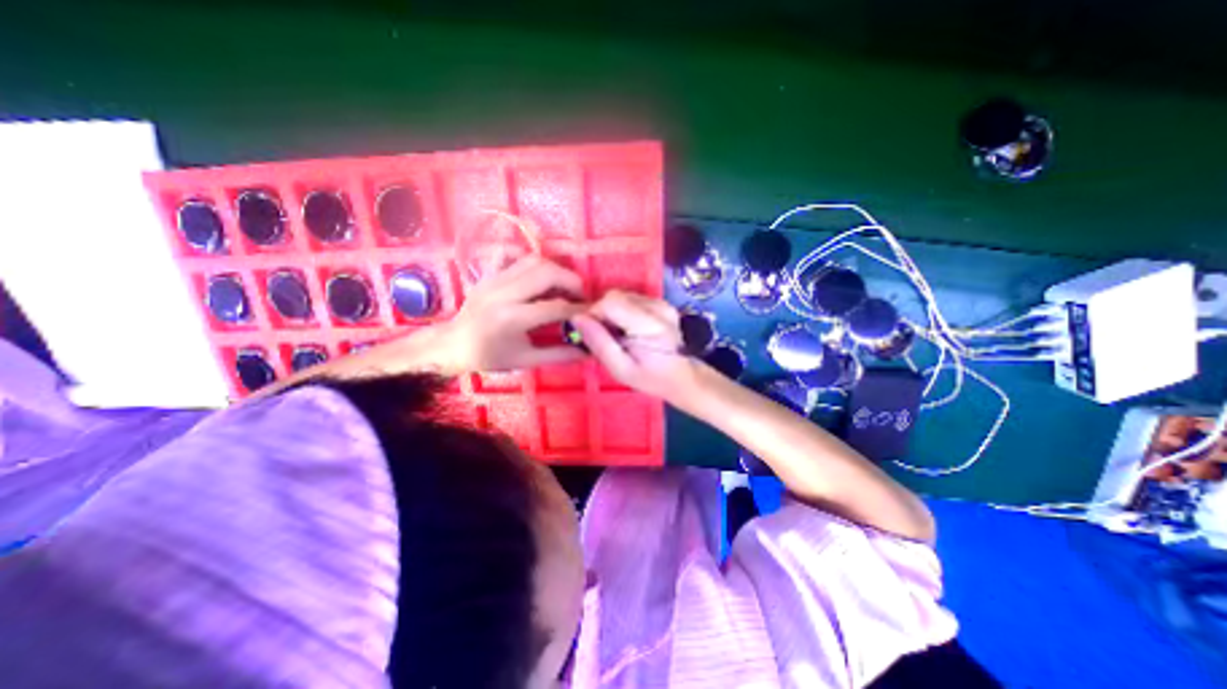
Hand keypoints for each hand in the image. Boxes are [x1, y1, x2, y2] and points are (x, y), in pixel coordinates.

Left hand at [444, 252, 592, 373]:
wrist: (452, 344)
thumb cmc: (489, 357)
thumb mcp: (526, 360)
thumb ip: (560, 354)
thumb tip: (588, 350)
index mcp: (512, 318)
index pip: (555, 307)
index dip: (579, 309)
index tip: (593, 313)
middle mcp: (504, 293)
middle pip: (547, 272)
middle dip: (572, 281)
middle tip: (581, 295)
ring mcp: (495, 279)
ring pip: (535, 260)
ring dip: (557, 270)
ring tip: (566, 286)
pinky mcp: (491, 273)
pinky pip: (518, 258)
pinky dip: (537, 264)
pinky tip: (543, 277)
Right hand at [569, 288, 695, 401]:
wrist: (683, 377)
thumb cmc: (651, 379)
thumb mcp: (620, 369)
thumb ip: (599, 343)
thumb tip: (577, 318)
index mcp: (650, 325)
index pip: (611, 302)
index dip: (594, 313)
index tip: (590, 332)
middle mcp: (658, 307)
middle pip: (616, 296)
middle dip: (601, 312)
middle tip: (602, 335)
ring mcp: (662, 303)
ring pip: (622, 295)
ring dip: (611, 311)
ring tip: (615, 334)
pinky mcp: (661, 303)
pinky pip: (631, 299)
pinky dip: (622, 310)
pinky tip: (626, 328)